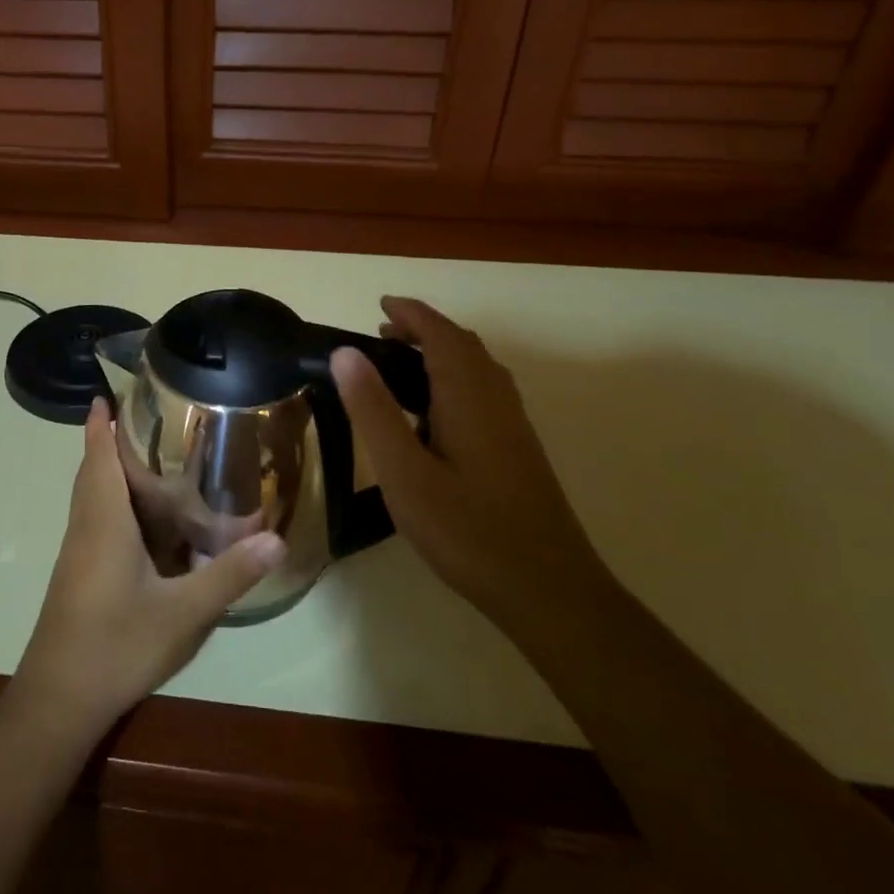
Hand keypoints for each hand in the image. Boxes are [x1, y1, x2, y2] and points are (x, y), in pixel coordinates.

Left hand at [13, 401, 285, 731]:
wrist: (59, 698)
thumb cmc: (117, 645)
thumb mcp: (183, 613)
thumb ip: (229, 575)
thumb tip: (277, 538)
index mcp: (104, 522)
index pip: (98, 458)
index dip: (100, 425)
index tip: (105, 395)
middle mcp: (86, 528)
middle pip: (91, 472)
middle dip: (107, 442)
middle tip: (145, 420)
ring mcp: (78, 553)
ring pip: (90, 497)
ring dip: (107, 471)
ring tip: (147, 459)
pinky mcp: (78, 574)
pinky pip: (94, 520)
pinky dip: (111, 502)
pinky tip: (142, 521)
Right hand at [332, 297, 612, 633]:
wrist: (548, 589)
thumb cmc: (467, 529)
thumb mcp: (404, 472)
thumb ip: (373, 410)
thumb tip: (345, 352)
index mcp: (468, 395)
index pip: (440, 334)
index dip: (410, 314)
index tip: (380, 304)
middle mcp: (496, 398)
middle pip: (462, 345)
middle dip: (424, 330)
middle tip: (381, 336)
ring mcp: (513, 424)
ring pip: (477, 368)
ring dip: (441, 353)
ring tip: (399, 366)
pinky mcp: (518, 448)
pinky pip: (484, 391)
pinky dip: (454, 378)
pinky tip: (434, 413)